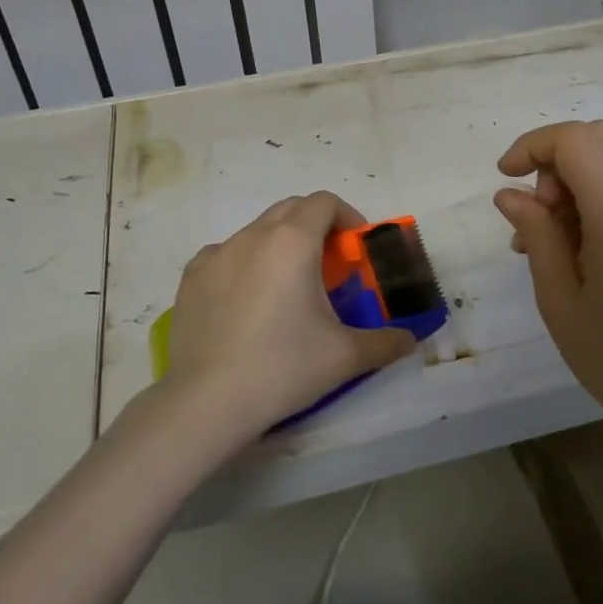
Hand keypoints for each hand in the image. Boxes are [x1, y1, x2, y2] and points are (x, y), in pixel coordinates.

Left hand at [160, 191, 417, 446]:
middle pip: (291, 209)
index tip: (356, 248)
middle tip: (329, 265)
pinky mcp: (191, 277)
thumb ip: (385, 342)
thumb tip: (410, 341)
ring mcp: (217, 254)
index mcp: (293, 242)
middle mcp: (253, 236)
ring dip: (280, 244)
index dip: (347, 217)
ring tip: (287, 287)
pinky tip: (246, 300)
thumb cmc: (283, 367)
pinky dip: (244, 264)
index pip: (324, 202)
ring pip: (257, 231)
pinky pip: (225, 255)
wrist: (208, 401)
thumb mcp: (345, 356)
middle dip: (315, 226)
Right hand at [493, 121, 602, 428]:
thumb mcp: (559, 299)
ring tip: (545, 237)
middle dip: (552, 157)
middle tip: (534, 210)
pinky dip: (590, 194)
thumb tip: (509, 193)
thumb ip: (536, 235)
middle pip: (596, 136)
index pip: (574, 140)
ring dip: (570, 177)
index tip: (504, 179)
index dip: (532, 146)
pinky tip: (571, 245)